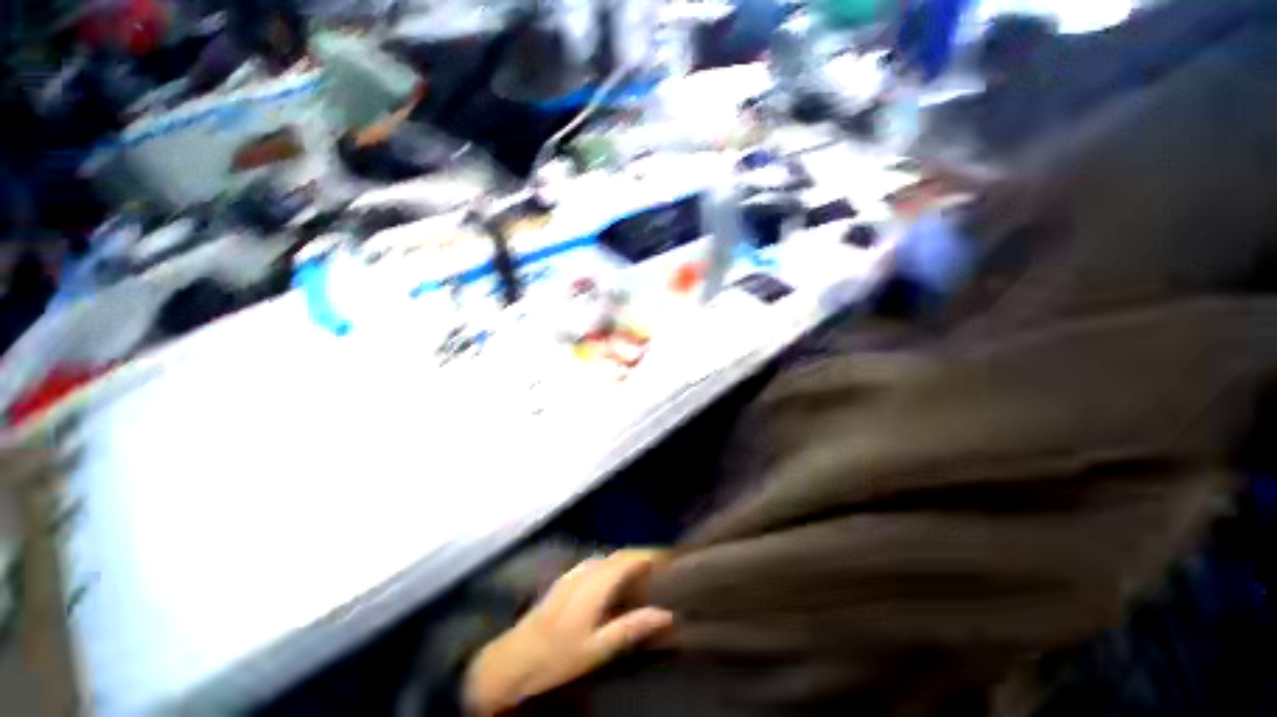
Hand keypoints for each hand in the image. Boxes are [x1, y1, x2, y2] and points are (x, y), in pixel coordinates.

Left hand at [463, 550, 673, 715]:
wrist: (514, 658)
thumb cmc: (558, 656)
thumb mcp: (598, 648)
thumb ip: (632, 627)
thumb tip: (666, 613)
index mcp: (596, 582)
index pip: (628, 558)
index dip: (650, 554)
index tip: (670, 557)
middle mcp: (586, 569)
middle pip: (619, 554)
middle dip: (641, 555)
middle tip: (662, 565)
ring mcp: (573, 572)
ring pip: (607, 557)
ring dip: (626, 559)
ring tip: (643, 572)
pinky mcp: (566, 579)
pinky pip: (597, 563)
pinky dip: (613, 565)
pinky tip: (616, 580)